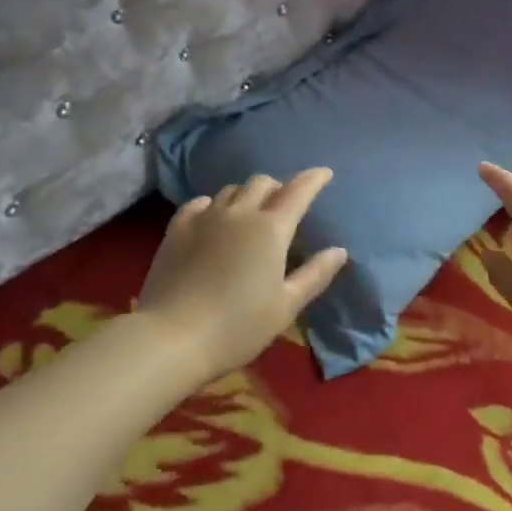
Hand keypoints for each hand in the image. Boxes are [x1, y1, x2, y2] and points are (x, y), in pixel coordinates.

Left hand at [136, 169, 349, 385]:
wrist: (172, 337)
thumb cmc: (238, 327)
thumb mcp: (286, 307)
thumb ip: (314, 275)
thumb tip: (339, 251)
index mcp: (271, 229)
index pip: (298, 191)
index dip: (313, 179)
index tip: (324, 173)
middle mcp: (239, 213)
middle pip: (262, 183)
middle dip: (278, 188)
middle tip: (284, 205)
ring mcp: (205, 217)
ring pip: (231, 190)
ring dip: (246, 195)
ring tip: (249, 213)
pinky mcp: (177, 228)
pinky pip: (200, 203)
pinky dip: (213, 205)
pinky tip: (213, 218)